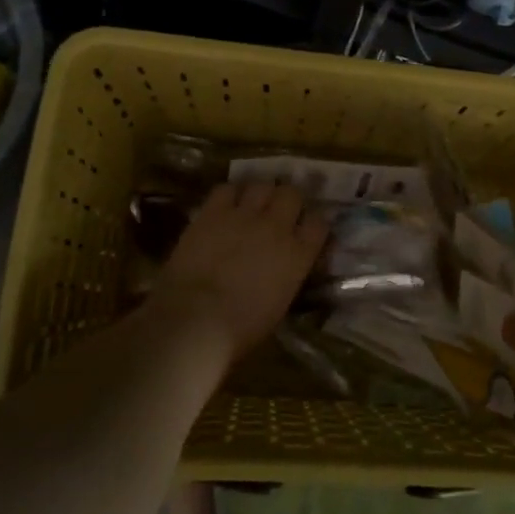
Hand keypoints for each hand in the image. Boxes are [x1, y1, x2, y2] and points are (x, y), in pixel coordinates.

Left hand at [148, 182, 328, 361]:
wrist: (195, 321)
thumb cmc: (240, 329)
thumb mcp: (280, 304)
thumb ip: (288, 276)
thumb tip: (285, 268)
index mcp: (298, 255)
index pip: (319, 223)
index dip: (312, 224)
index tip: (305, 230)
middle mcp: (277, 227)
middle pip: (292, 194)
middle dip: (288, 200)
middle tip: (279, 211)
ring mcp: (244, 216)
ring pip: (262, 185)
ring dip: (260, 193)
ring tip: (252, 204)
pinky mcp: (212, 213)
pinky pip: (226, 189)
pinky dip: (229, 195)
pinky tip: (225, 206)